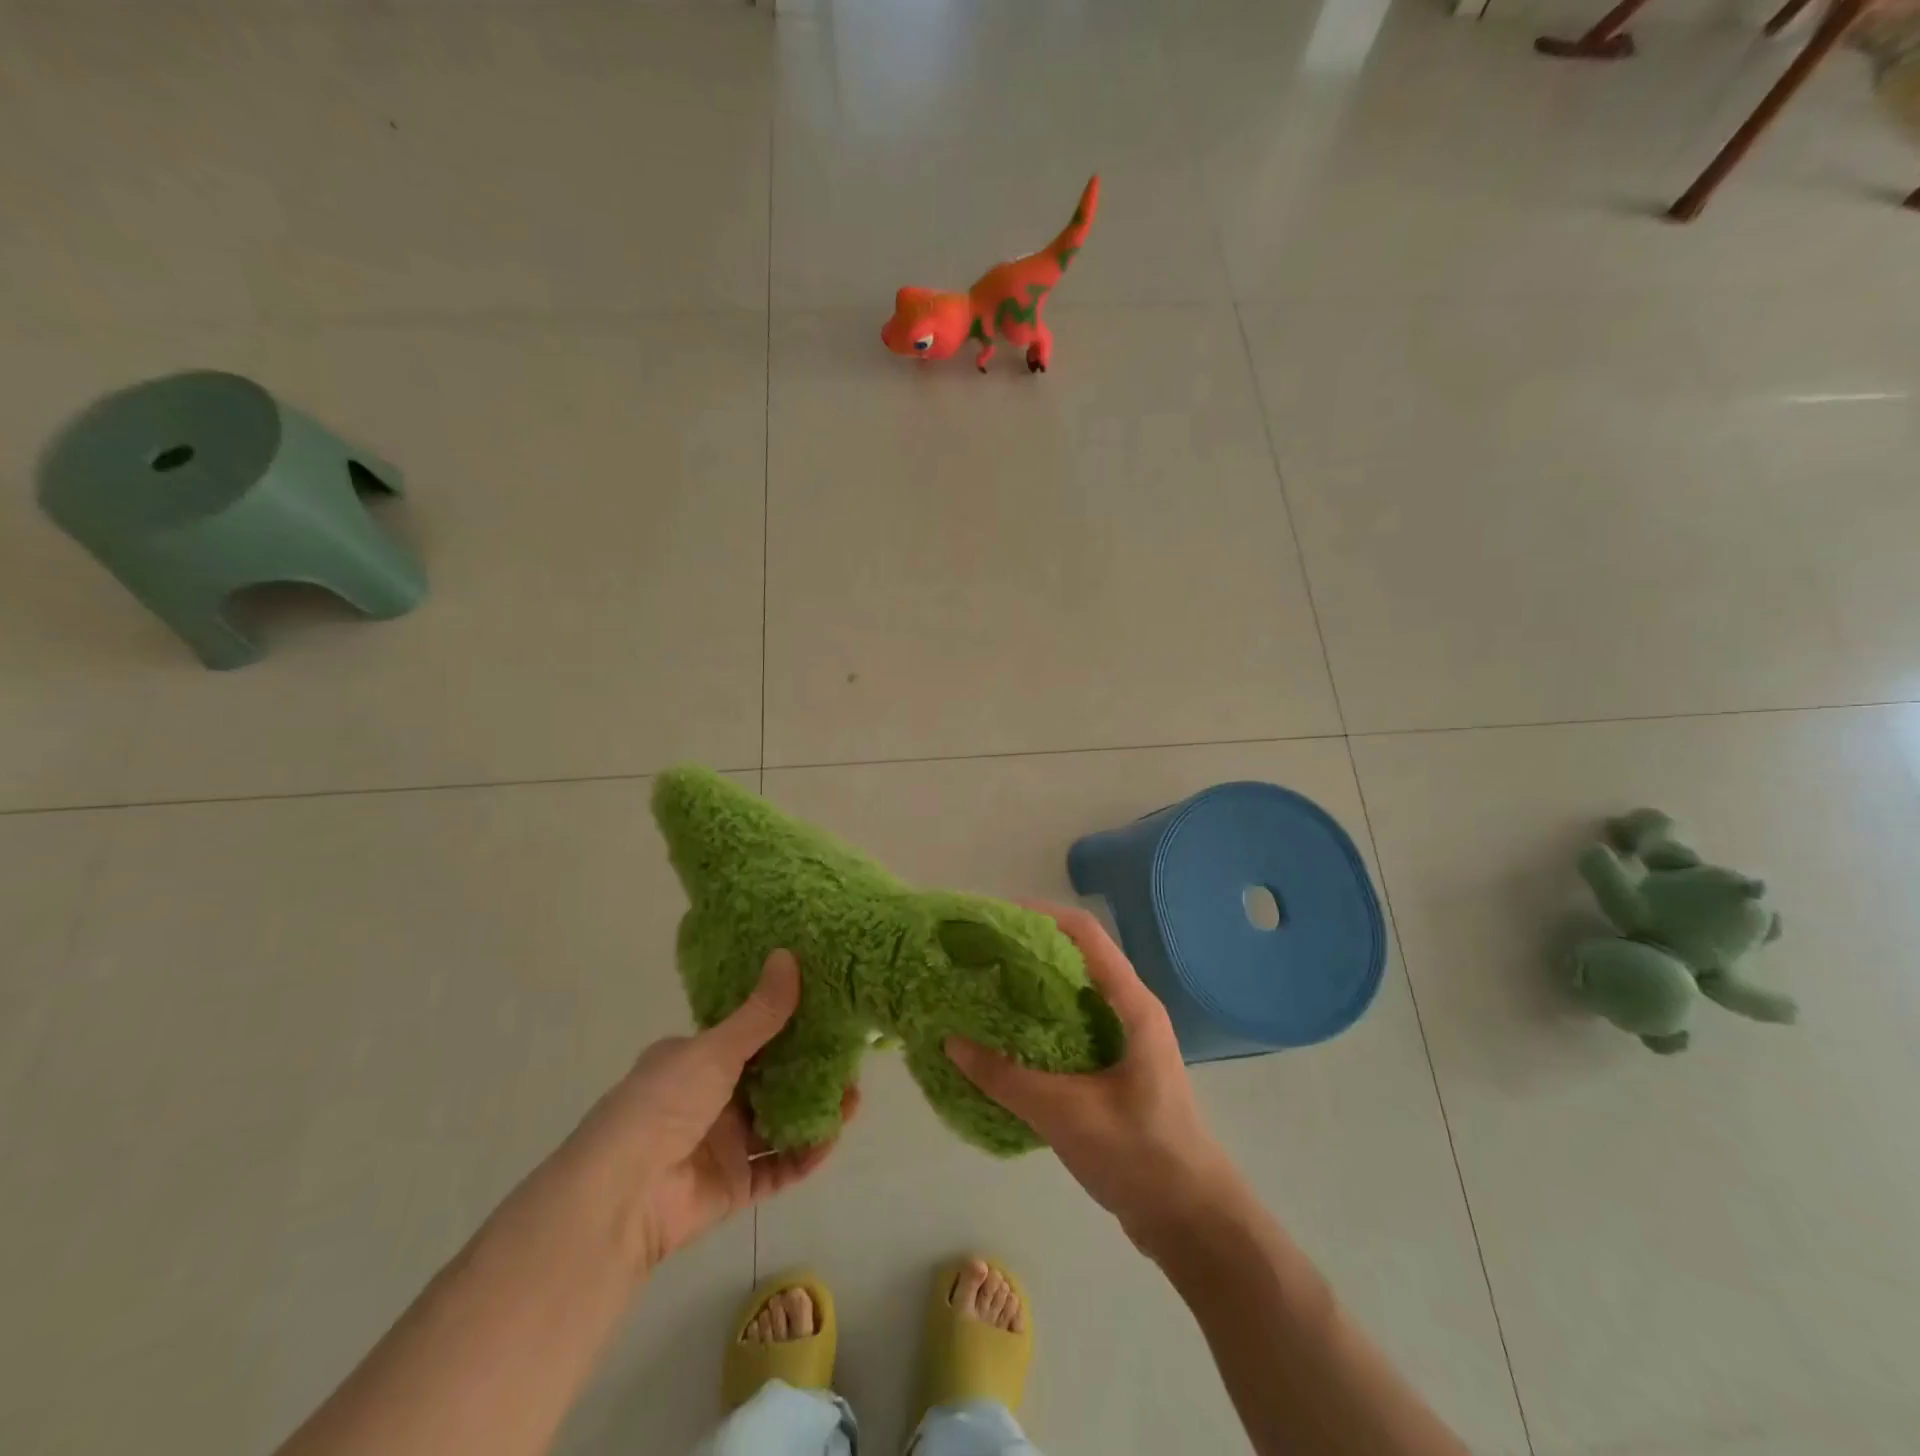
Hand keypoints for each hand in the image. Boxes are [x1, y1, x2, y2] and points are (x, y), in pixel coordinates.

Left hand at [581, 950, 858, 1272]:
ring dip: (815, 1111)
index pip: (748, 1036)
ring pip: (779, 1122)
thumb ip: (760, 1012)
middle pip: (770, 1080)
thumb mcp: (715, 1049)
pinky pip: (777, 1167)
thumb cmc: (664, 1104)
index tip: (826, 1014)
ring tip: (853, 1099)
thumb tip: (788, 954)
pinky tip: (830, 1139)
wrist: (622, 1197)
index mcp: (694, 1060)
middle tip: (850, 1060)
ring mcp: (721, 1143)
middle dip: (811, 1071)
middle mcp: (708, 1098)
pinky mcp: (733, 1185)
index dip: (787, 1025)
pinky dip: (804, 1155)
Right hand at [945, 905, 1237, 1248]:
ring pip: (1073, 995)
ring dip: (1032, 988)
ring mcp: (1124, 1041)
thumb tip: (950, 1042)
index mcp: (1132, 1005)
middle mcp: (1130, 1011)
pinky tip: (1006, 1041)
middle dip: (1029, 950)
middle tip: (980, 955)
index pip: (1086, 935)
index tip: (996, 917)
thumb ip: (1007, 1079)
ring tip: (984, 990)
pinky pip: (1072, 1028)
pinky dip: (1039, 1023)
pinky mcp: (1115, 1070)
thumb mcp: (1067, 1114)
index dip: (1042, 915)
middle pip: (1076, 959)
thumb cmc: (1141, 1155)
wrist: (1193, 1221)